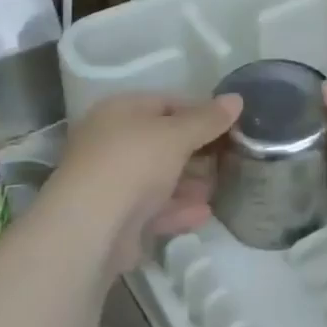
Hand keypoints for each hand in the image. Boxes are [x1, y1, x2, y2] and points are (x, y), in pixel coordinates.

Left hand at [40, 91, 241, 274]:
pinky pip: (152, 209)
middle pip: (161, 142)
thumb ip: (207, 119)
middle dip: (195, 151)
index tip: (228, 124)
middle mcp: (110, 142)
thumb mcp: (177, 134)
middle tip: (228, 157)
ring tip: (218, 188)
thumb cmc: (134, 163)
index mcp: (119, 112)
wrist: (91, 227)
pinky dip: (177, 210)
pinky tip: (204, 214)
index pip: (165, 102)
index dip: (199, 111)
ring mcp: (110, 182)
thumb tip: (236, 99)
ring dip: (188, 183)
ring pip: (157, 177)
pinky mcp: (114, 219)